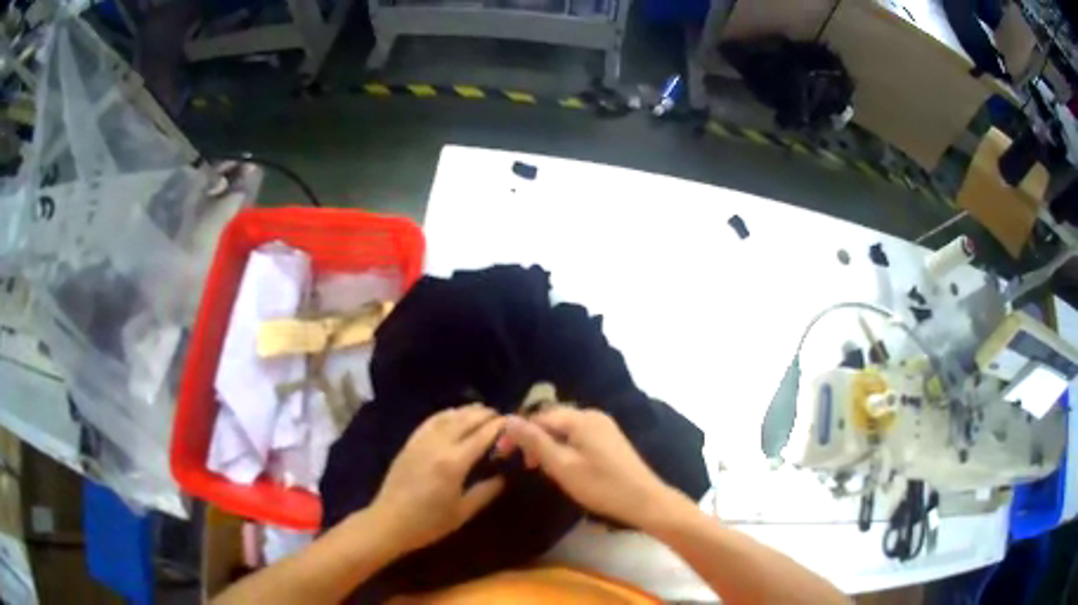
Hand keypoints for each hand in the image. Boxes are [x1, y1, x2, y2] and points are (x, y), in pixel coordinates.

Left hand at [369, 404, 505, 553]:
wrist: (389, 522)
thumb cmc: (429, 523)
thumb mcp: (463, 512)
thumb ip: (485, 492)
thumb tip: (504, 477)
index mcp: (454, 463)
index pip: (482, 436)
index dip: (498, 426)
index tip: (512, 421)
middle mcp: (438, 445)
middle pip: (465, 420)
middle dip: (484, 414)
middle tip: (501, 415)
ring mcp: (421, 442)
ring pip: (447, 417)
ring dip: (466, 411)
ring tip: (481, 411)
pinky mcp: (410, 443)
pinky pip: (430, 421)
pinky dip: (445, 414)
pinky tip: (453, 414)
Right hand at [498, 407, 685, 529]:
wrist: (644, 500)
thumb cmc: (600, 486)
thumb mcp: (562, 466)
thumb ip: (534, 441)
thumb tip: (508, 419)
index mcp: (581, 418)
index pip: (539, 417)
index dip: (517, 433)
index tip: (502, 454)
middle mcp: (593, 415)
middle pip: (552, 420)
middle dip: (533, 439)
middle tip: (523, 465)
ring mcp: (604, 426)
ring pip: (565, 429)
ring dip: (548, 445)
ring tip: (539, 468)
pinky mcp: (610, 439)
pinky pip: (578, 436)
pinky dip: (564, 447)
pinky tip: (562, 466)